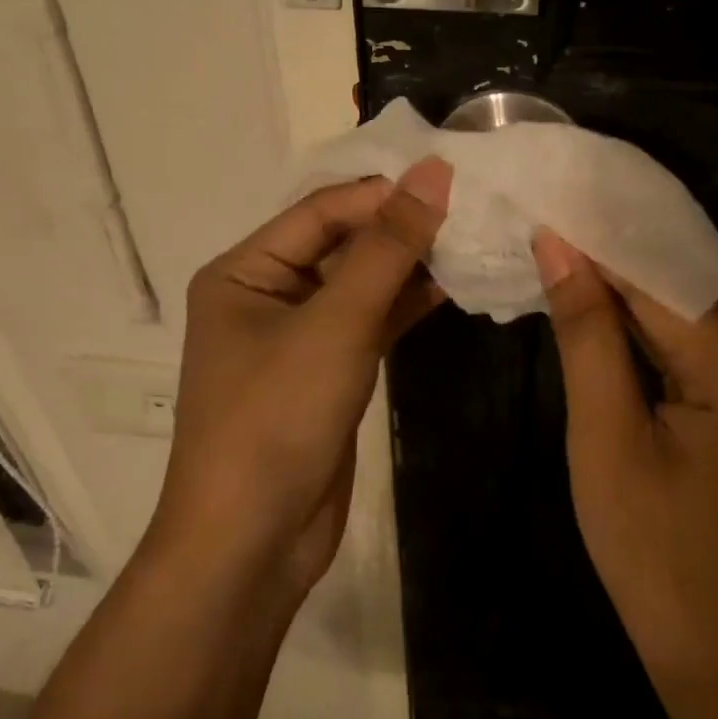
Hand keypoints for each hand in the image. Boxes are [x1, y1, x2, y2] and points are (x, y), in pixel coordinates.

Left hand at [146, 160, 450, 606]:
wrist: (251, 544)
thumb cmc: (276, 419)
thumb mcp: (335, 325)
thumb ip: (387, 248)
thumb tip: (432, 173)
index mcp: (244, 271)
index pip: (321, 213)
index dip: (383, 194)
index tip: (449, 179)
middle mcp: (266, 294)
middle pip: (342, 244)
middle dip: (400, 228)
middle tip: (470, 207)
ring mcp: (299, 335)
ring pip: (361, 283)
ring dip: (410, 265)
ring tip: (473, 240)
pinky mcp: (328, 371)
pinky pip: (370, 321)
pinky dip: (407, 305)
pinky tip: (454, 285)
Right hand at [532, 232, 717, 718]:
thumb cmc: (655, 558)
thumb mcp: (604, 443)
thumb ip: (587, 334)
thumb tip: (559, 244)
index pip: (663, 275)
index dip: (601, 235)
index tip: (548, 197)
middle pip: (696, 273)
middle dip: (625, 243)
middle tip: (559, 211)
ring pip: (711, 293)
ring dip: (646, 271)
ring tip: (579, 238)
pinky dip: (670, 307)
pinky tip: (622, 292)